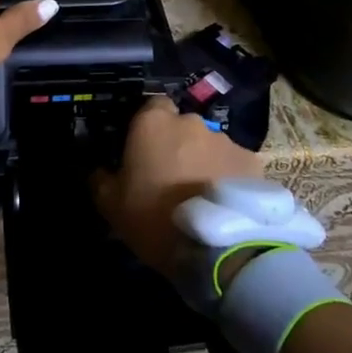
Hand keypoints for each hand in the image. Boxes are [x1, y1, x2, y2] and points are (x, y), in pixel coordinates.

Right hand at [92, 94, 264, 271]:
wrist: (218, 247)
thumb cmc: (154, 218)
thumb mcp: (111, 204)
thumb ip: (100, 178)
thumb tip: (98, 170)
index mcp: (153, 123)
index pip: (151, 105)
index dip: (148, 126)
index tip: (144, 149)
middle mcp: (191, 122)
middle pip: (182, 126)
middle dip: (178, 145)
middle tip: (172, 176)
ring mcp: (226, 140)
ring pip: (210, 145)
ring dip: (204, 160)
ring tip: (203, 194)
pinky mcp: (253, 162)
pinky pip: (234, 164)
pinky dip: (230, 177)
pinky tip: (227, 203)